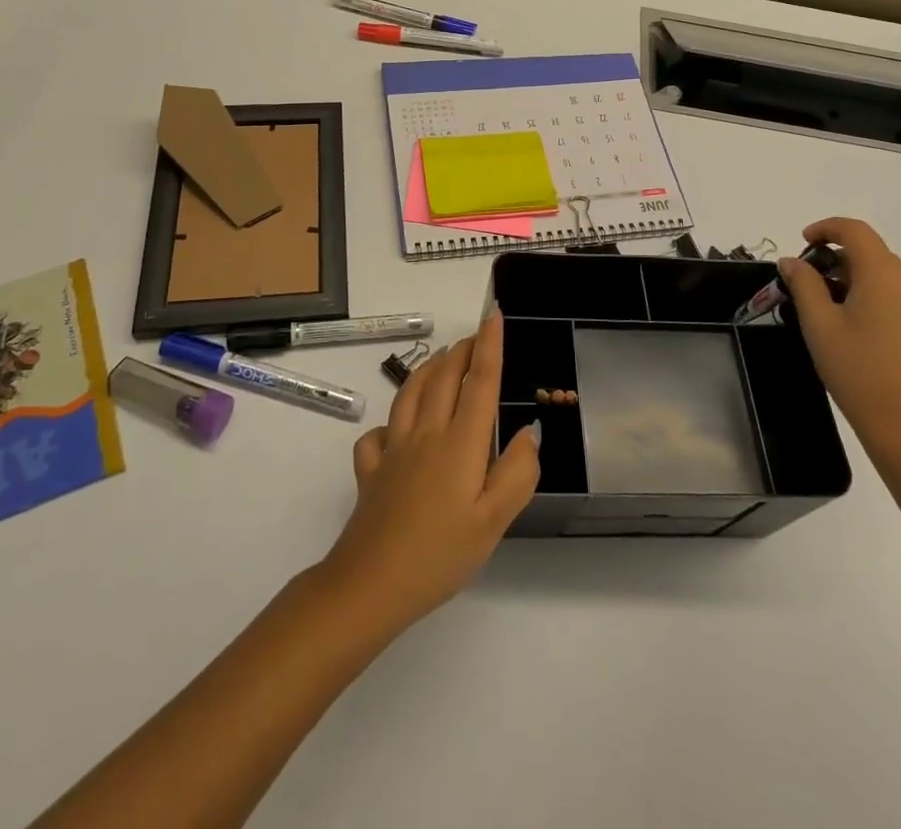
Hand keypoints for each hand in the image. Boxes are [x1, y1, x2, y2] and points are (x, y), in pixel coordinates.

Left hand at [317, 313, 538, 635]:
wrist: (370, 585)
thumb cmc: (440, 555)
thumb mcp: (494, 523)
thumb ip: (517, 474)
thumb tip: (530, 433)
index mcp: (459, 443)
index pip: (479, 381)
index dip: (489, 345)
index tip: (494, 315)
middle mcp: (425, 434)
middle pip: (443, 377)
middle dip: (461, 350)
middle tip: (476, 336)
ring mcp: (393, 449)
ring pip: (409, 392)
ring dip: (429, 368)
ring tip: (442, 360)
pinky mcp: (370, 469)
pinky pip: (379, 433)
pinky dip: (391, 420)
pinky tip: (396, 430)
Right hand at [776, 218, 900, 466]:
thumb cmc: (859, 372)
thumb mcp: (819, 325)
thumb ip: (804, 284)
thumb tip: (792, 260)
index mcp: (884, 273)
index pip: (855, 230)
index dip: (826, 228)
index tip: (804, 242)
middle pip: (871, 253)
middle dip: (839, 261)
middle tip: (812, 288)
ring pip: (888, 275)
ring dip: (859, 280)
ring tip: (836, 312)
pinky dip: (880, 297)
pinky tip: (864, 328)